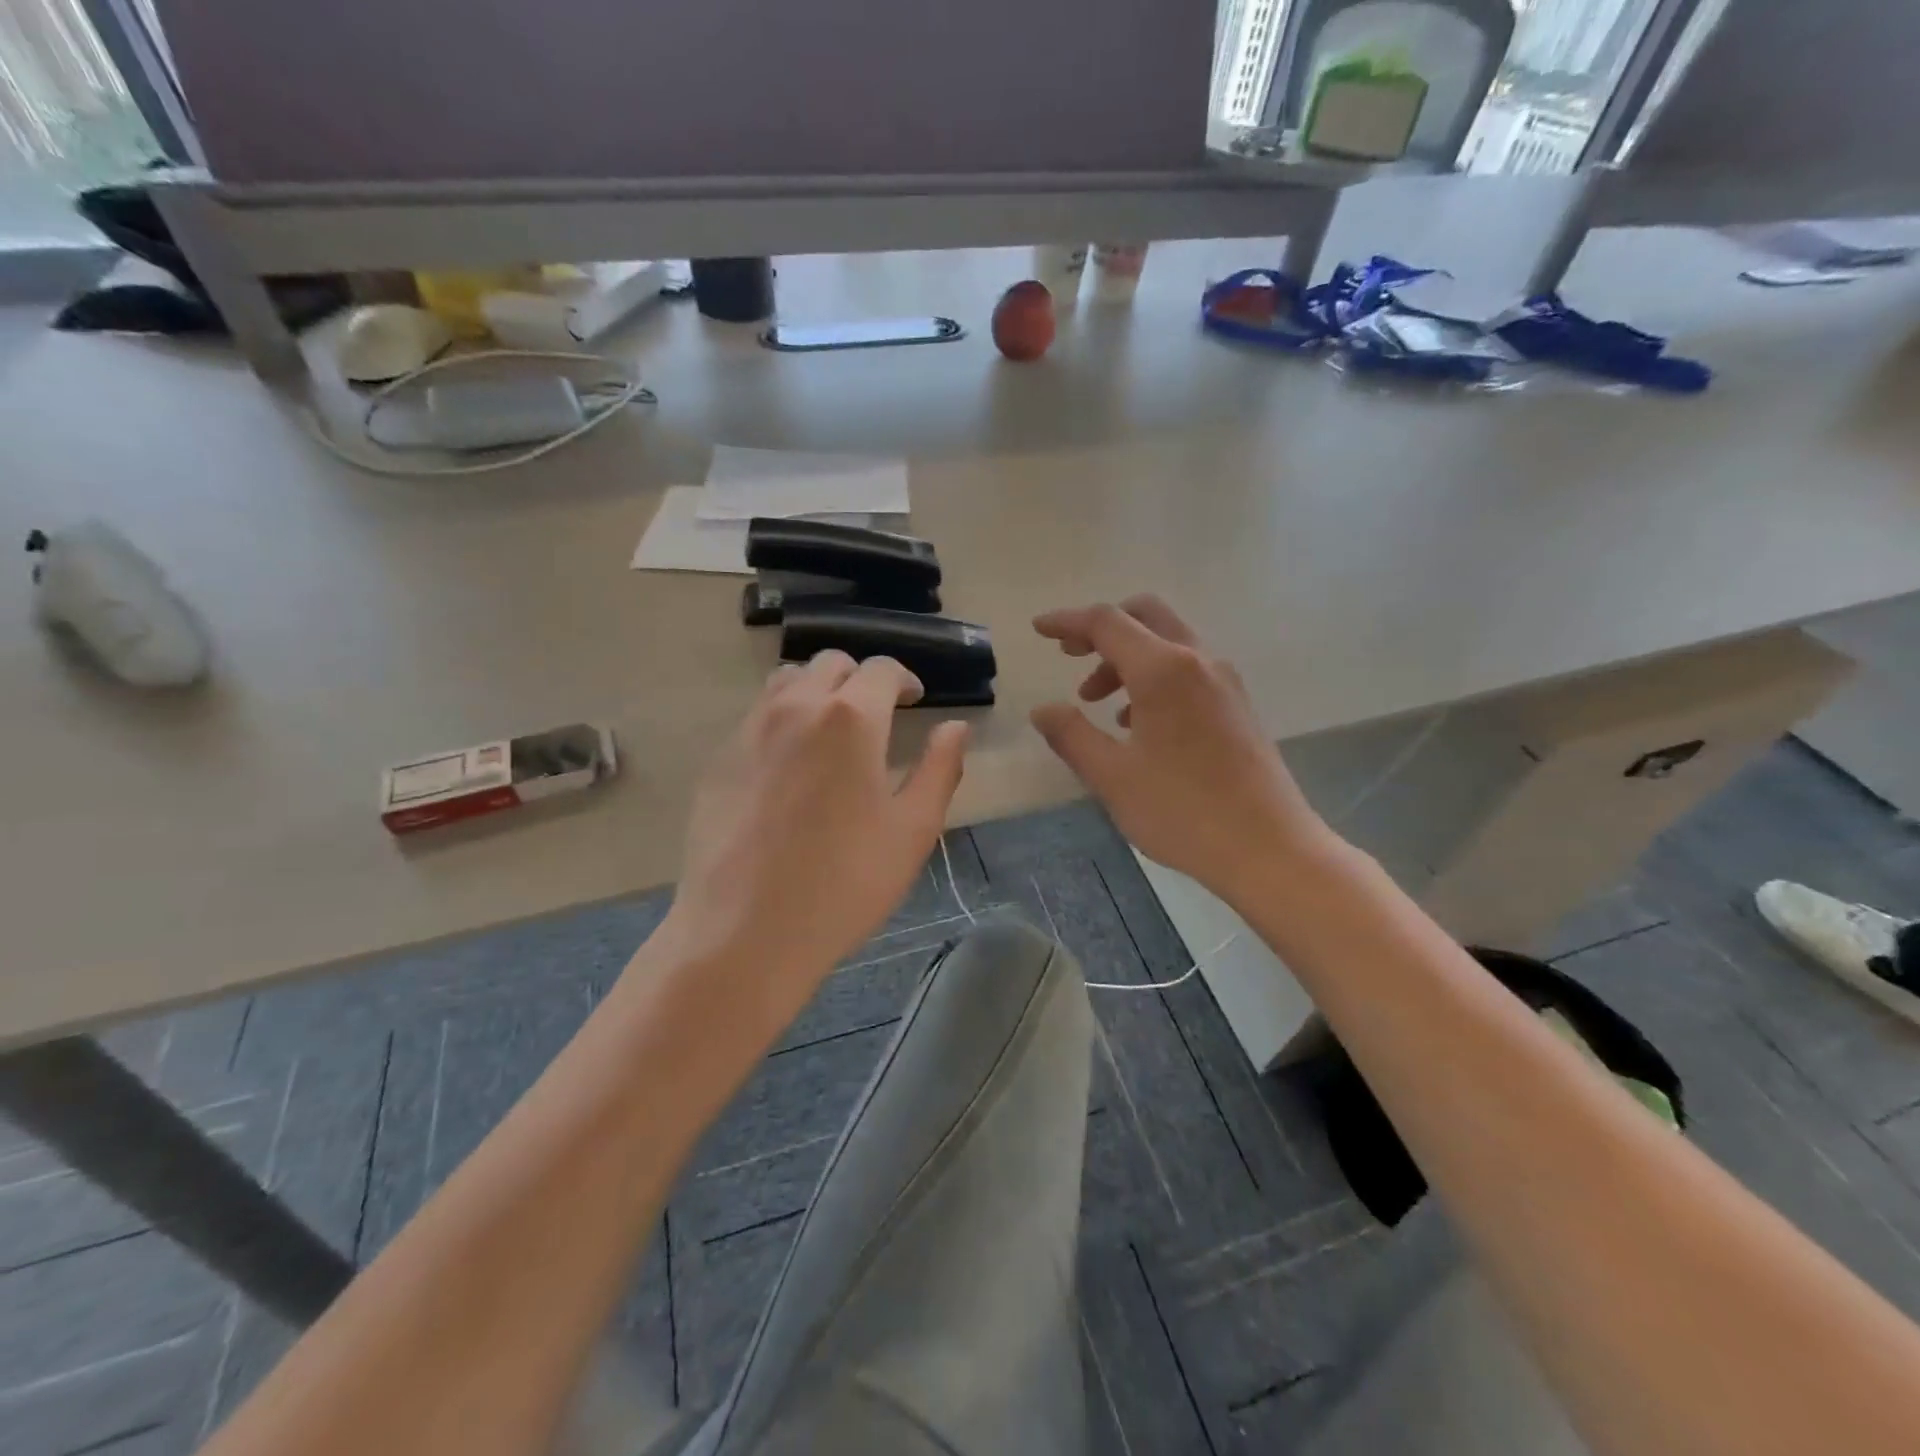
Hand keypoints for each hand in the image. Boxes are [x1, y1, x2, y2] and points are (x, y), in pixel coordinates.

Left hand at [659, 652, 968, 1024]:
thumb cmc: (845, 883)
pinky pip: (756, 716)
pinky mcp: (719, 759)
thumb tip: (955, 727)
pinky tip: (791, 766)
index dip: (904, 679)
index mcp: (851, 718)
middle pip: (831, 664)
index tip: (914, 700)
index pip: (881, 669)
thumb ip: (940, 768)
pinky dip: (783, 719)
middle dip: (861, 680)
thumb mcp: (913, 830)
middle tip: (878, 715)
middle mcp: (796, 707)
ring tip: (832, 731)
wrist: (745, 932)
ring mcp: (750, 730)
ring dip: (818, 690)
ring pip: (787, 681)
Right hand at [1031, 596, 1330, 907]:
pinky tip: (1135, 724)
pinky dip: (1153, 678)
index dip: (1067, 621)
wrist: (1269, 849)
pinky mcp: (1237, 706)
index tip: (1038, 629)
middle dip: (1101, 629)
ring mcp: (1224, 683)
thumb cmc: (1182, 811)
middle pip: (1145, 616)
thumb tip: (1042, 710)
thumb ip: (1071, 735)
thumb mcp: (1112, 777)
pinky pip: (1187, 671)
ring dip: (1126, 659)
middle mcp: (1198, 662)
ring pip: (1167, 644)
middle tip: (1069, 654)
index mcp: (1163, 670)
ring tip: (1095, 703)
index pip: (1107, 622)